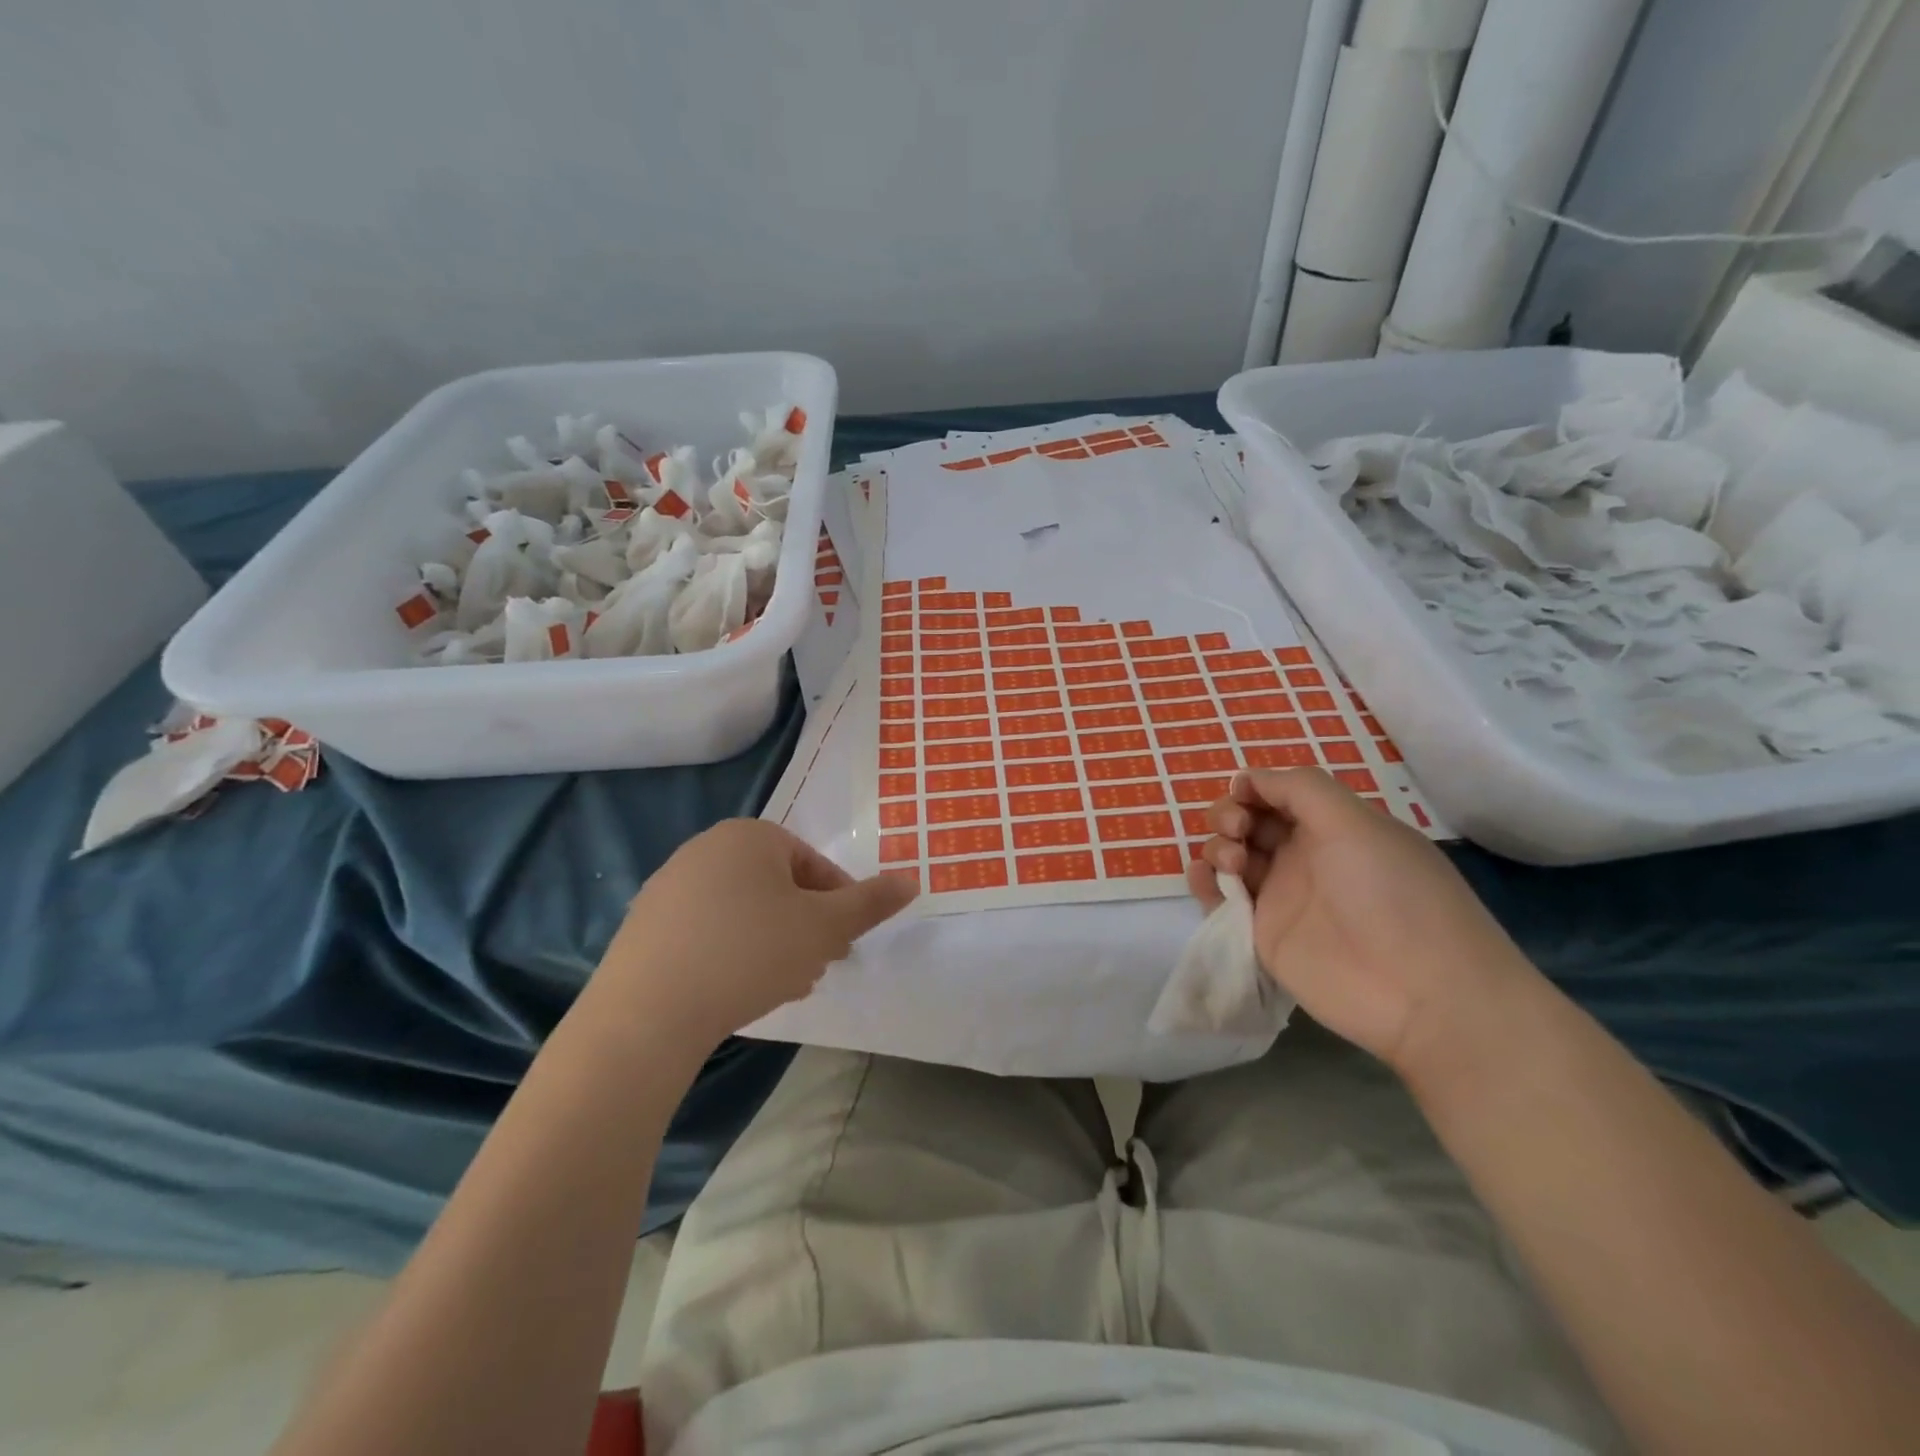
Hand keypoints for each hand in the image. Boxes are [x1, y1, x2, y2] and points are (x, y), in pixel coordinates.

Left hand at [593, 819, 916, 1047]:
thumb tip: (913, 880)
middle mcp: (706, 848)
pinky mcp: (645, 924)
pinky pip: (706, 930)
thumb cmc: (749, 953)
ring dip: (772, 943)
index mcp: (751, 836)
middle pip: (778, 887)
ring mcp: (669, 885)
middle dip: (804, 927)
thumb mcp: (825, 928)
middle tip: (815, 968)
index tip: (844, 945)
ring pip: (744, 911)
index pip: (813, 864)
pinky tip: (735, 991)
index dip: (838, 905)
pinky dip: (731, 952)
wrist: (647, 1012)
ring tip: (780, 986)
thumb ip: (871, 903)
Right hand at [1188, 768, 1541, 1075]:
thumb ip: (1299, 788)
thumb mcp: (1354, 822)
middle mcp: (1304, 857)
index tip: (1242, 793)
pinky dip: (1203, 882)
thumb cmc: (1390, 893)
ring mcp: (1281, 897)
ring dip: (1217, 846)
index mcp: (1333, 827)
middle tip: (1239, 830)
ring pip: (1229, 856)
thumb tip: (1249, 778)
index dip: (1254, 787)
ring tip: (1233, 864)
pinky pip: (1219, 899)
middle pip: (1247, 822)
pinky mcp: (1261, 935)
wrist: (1418, 992)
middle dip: (1230, 815)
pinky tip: (1207, 879)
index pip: (1278, 794)